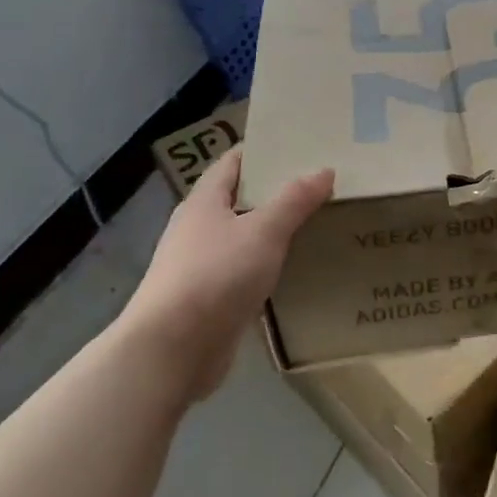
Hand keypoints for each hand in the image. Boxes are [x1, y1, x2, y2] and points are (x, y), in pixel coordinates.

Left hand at [119, 147, 333, 401]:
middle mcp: (198, 229)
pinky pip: (245, 270)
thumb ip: (295, 200)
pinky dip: (269, 263)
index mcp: (204, 202)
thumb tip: (324, 169)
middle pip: (240, 198)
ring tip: (318, 220)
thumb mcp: (264, 231)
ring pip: (245, 236)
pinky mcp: (210, 299)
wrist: (172, 351)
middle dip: (277, 190)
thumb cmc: (215, 276)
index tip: (300, 145)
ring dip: (275, 229)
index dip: (263, 151)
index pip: (233, 163)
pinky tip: (297, 266)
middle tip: (321, 182)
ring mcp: (201, 265)